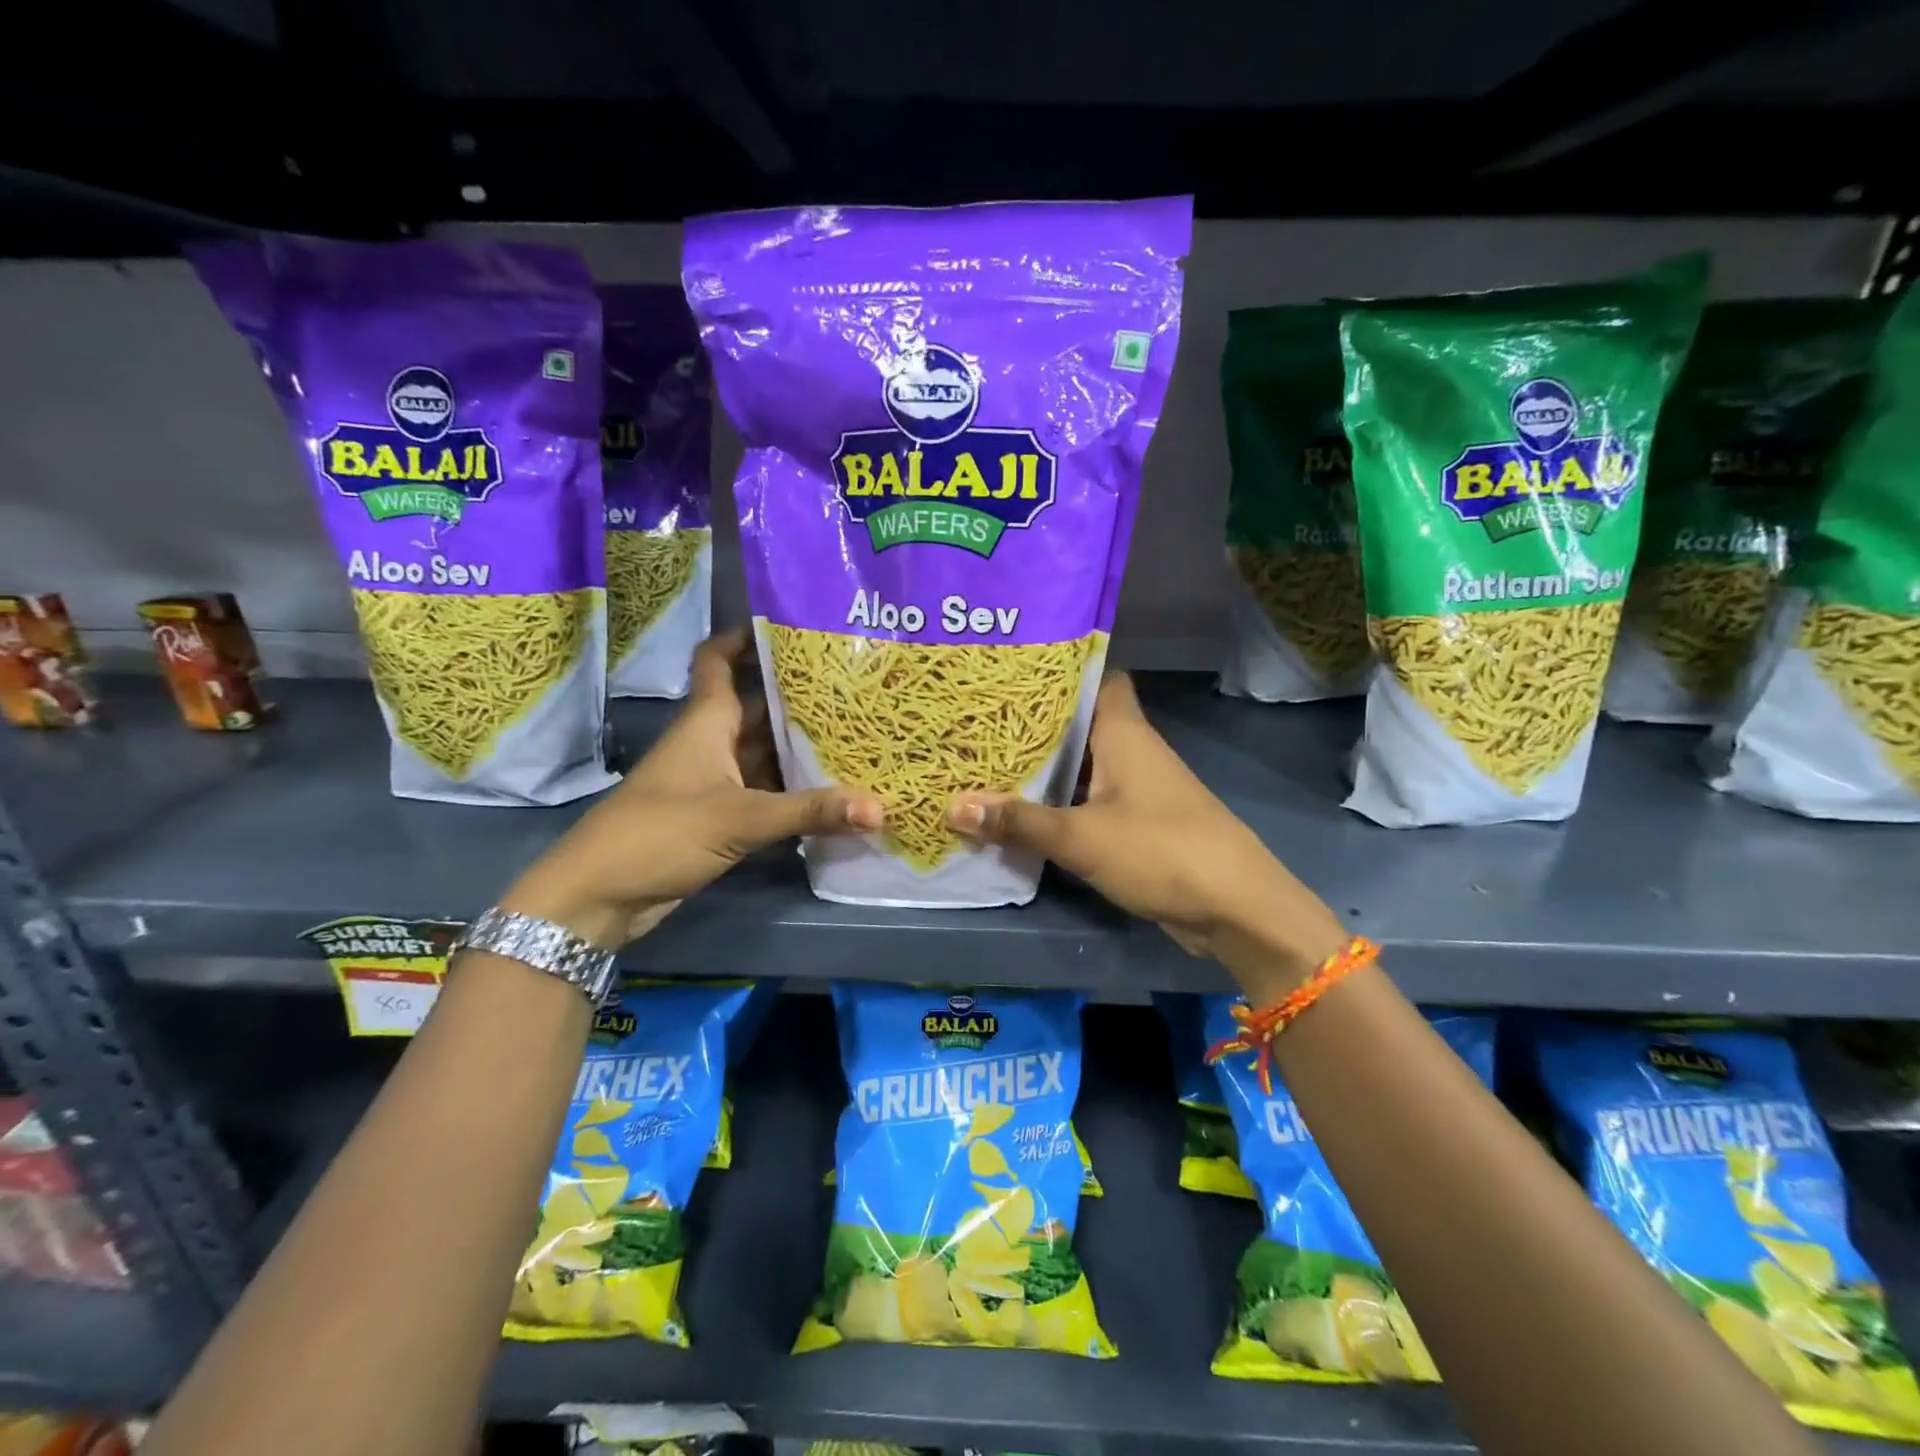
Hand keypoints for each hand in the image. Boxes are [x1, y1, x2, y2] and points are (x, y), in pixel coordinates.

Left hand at [501, 629, 881, 945]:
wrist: (599, 896)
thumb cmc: (660, 833)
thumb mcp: (740, 818)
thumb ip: (810, 811)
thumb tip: (880, 808)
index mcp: (707, 722)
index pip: (719, 660)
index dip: (746, 637)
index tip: (791, 624)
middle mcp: (711, 743)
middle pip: (757, 706)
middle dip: (798, 696)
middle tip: (853, 686)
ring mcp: (714, 781)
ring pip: (764, 752)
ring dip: (801, 747)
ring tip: (857, 733)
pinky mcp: (718, 817)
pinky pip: (764, 791)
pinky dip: (793, 790)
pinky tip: (832, 791)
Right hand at [947, 674, 1346, 984]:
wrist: (1237, 909)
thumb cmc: (1161, 852)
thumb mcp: (1082, 837)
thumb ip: (1019, 821)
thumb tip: (952, 806)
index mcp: (1124, 733)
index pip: (1098, 677)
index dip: (1060, 670)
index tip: (1012, 672)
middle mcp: (1133, 750)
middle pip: (1082, 722)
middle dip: (1036, 723)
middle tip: (981, 719)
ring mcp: (1139, 788)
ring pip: (1085, 763)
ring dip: (1047, 766)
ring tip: (989, 760)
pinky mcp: (1140, 822)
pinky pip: (1092, 799)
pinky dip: (1062, 801)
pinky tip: (1025, 811)